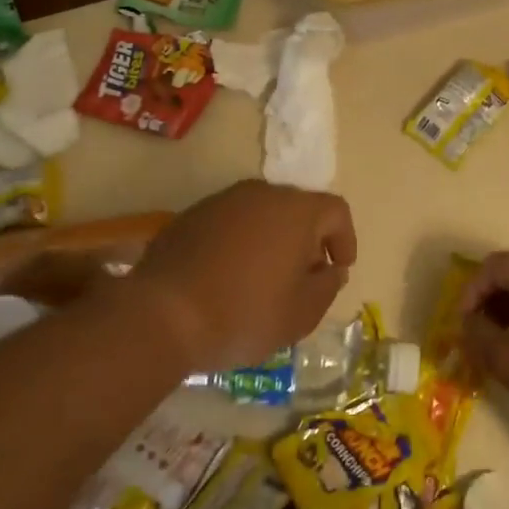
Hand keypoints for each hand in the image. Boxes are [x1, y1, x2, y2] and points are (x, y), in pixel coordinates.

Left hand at [131, 180, 357, 370]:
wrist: (162, 315)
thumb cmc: (244, 314)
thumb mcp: (301, 314)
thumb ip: (327, 286)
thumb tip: (331, 269)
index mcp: (295, 211)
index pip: (336, 211)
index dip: (345, 239)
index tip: (339, 269)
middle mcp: (261, 194)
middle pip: (298, 209)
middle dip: (308, 241)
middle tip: (303, 278)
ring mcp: (222, 201)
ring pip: (262, 215)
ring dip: (272, 241)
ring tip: (265, 281)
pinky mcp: (190, 216)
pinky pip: (230, 224)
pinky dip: (240, 244)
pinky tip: (229, 278)